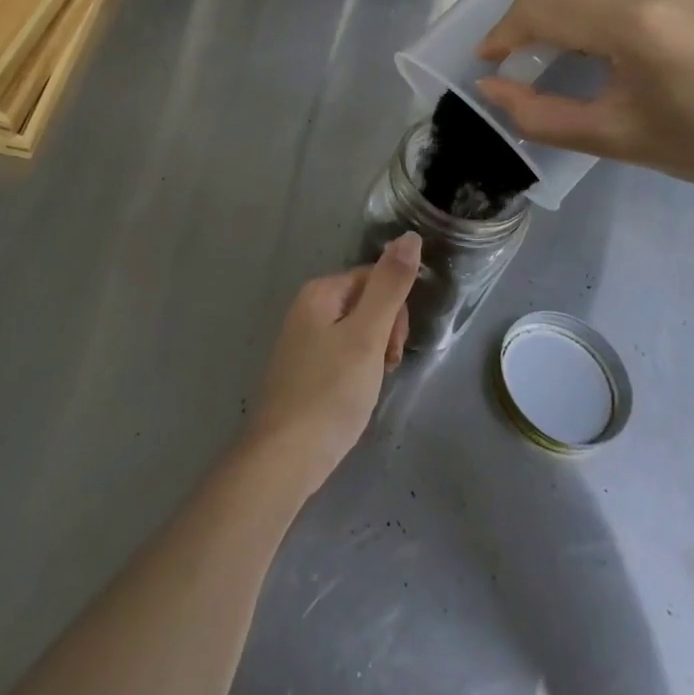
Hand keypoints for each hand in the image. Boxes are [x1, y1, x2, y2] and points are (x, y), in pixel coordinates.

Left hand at [240, 234, 418, 500]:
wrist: (283, 458)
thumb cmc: (329, 393)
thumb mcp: (367, 336)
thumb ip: (390, 286)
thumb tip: (409, 236)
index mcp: (319, 292)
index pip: (374, 278)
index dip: (394, 311)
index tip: (392, 348)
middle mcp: (306, 308)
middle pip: (365, 303)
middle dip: (385, 333)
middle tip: (382, 369)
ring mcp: (301, 341)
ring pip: (356, 333)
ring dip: (373, 356)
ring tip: (367, 388)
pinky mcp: (303, 371)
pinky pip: (342, 356)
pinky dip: (356, 373)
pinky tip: (353, 399)